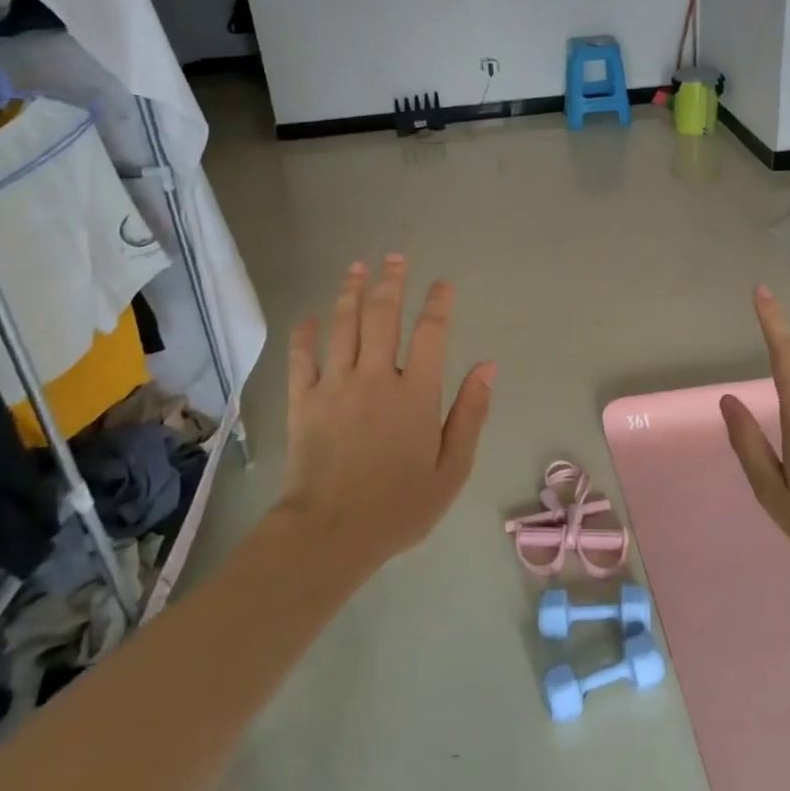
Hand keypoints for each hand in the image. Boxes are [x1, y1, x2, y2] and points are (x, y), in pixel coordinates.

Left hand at [279, 255, 496, 567]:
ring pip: (343, 326)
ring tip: (357, 267)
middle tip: (394, 257)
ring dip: (351, 293)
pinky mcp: (304, 400)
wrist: (331, 533)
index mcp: (416, 393)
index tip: (442, 284)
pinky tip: (308, 317)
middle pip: (383, 316)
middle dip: (391, 282)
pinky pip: (302, 357)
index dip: (438, 304)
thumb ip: (471, 414)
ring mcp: (336, 385)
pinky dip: (304, 334)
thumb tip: (487, 367)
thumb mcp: (452, 468)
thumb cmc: (400, 506)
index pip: (431, 333)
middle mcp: (376, 376)